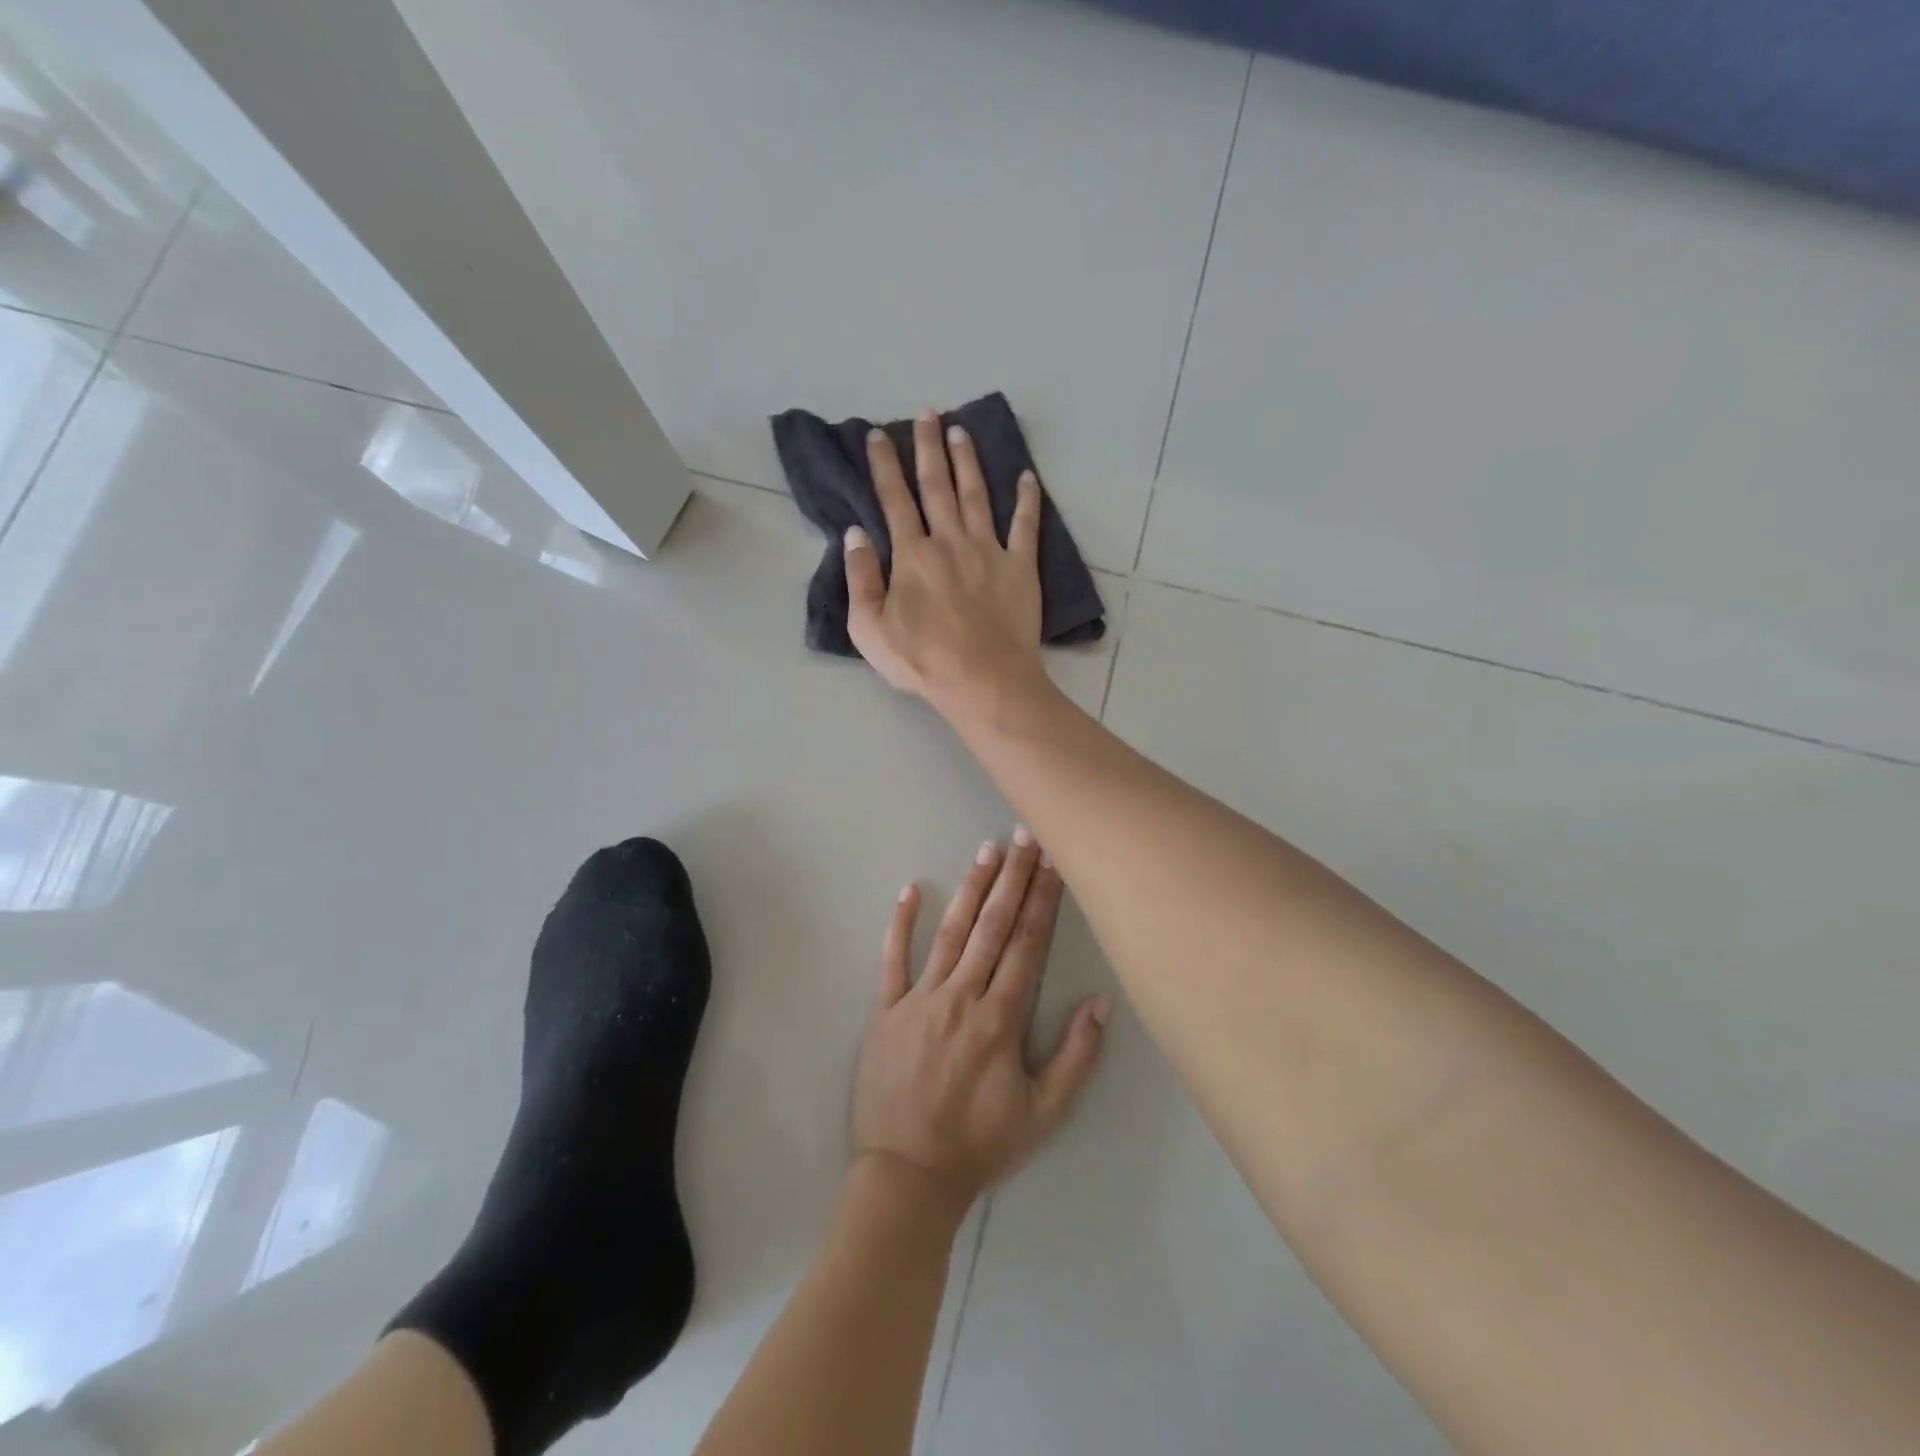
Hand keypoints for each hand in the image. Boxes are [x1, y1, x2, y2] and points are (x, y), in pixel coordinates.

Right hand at [844, 414, 1049, 718]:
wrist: (983, 680)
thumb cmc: (922, 660)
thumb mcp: (869, 628)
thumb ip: (860, 578)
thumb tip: (855, 534)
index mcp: (912, 555)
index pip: (894, 500)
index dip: (884, 466)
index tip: (878, 435)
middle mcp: (950, 541)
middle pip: (937, 485)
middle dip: (929, 447)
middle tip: (928, 414)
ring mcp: (989, 550)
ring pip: (977, 495)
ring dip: (968, 461)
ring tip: (962, 431)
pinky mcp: (1021, 567)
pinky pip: (1026, 525)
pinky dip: (1027, 500)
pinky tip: (1027, 476)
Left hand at [852, 830, 1112, 1211]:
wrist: (907, 1176)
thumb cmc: (980, 1144)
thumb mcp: (1044, 1113)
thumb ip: (1076, 1056)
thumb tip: (1102, 1000)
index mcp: (1000, 1018)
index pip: (1028, 944)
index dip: (1043, 899)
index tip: (1054, 861)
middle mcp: (961, 996)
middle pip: (993, 926)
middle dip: (1013, 878)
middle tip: (1025, 835)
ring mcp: (919, 999)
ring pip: (950, 933)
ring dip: (971, 889)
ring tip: (987, 850)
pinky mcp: (886, 1010)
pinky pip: (891, 960)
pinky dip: (900, 924)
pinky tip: (910, 891)